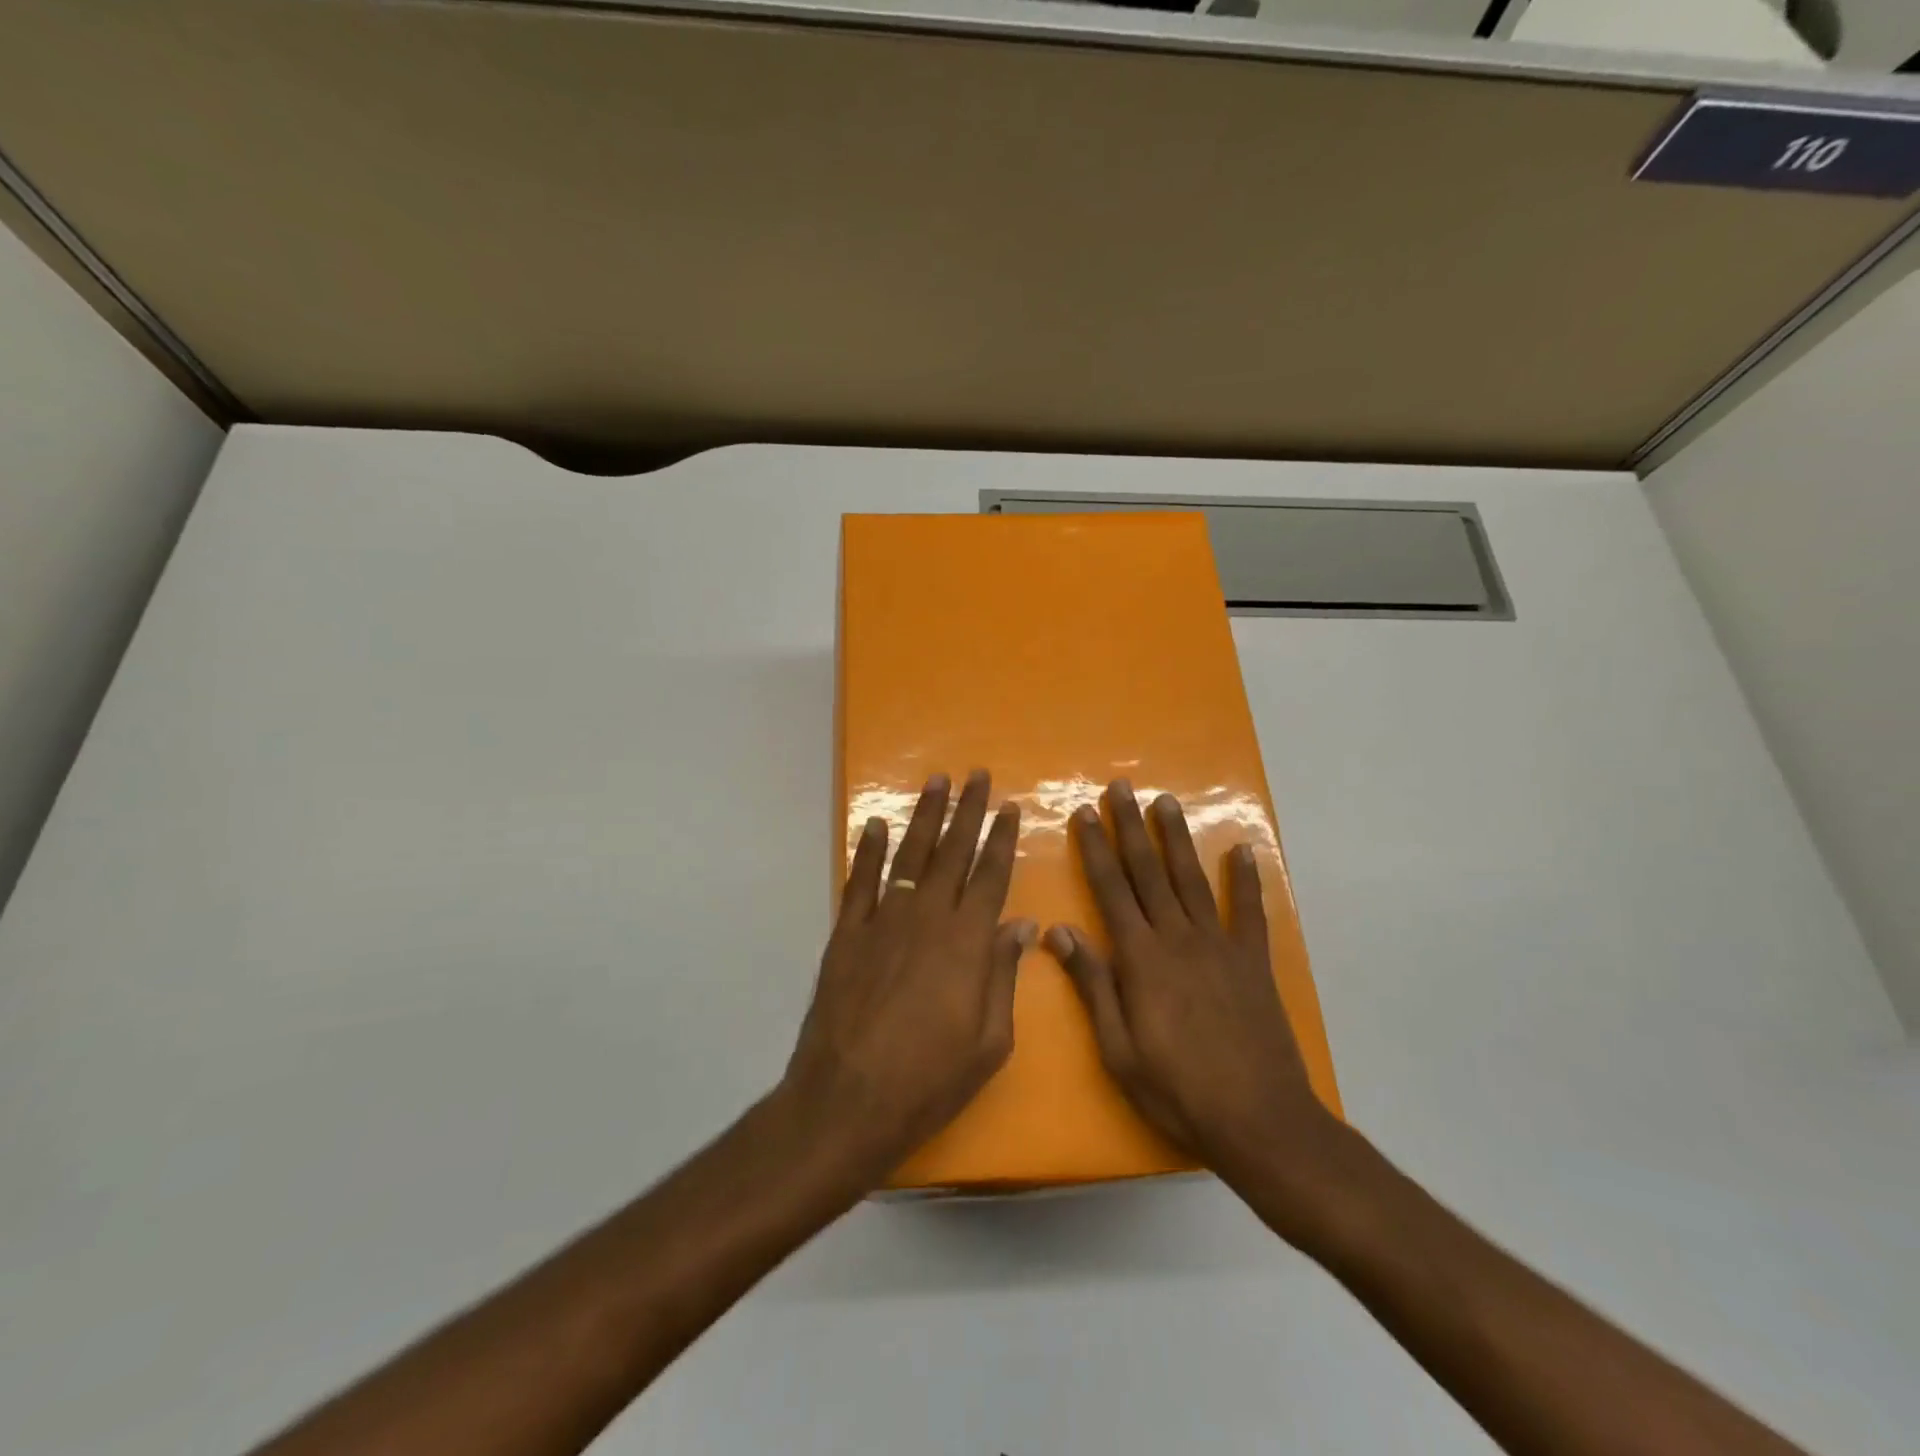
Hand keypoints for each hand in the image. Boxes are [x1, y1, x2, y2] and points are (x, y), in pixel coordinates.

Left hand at [782, 770, 1034, 1181]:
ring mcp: (883, 921)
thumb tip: (1020, 925)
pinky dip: (869, 850)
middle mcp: (927, 918)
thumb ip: (1003, 976)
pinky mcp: (848, 933)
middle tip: (976, 775)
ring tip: (936, 782)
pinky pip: (861, 881)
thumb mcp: (989, 1042)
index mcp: (967, 942)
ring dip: (924, 816)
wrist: (848, 1100)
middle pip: (952, 852)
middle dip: (967, 810)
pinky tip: (878, 825)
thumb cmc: (929, 1080)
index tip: (1009, 807)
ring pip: (910, 855)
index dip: (1001, 839)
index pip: (990, 876)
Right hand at [1046, 781, 1337, 1184]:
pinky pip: (1249, 912)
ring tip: (1165, 802)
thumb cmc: (1177, 1090)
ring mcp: (1220, 946)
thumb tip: (1058, 931)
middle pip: (1148, 872)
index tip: (1085, 812)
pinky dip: (1247, 879)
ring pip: (1192, 880)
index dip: (1095, 848)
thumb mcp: (1118, 1048)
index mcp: (1140, 958)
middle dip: (1131, 827)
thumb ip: (1092, 984)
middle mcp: (1178, 938)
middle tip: (1121, 787)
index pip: (1110, 889)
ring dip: (1177, 838)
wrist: (1259, 1121)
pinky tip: (1243, 850)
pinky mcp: (1253, 962)